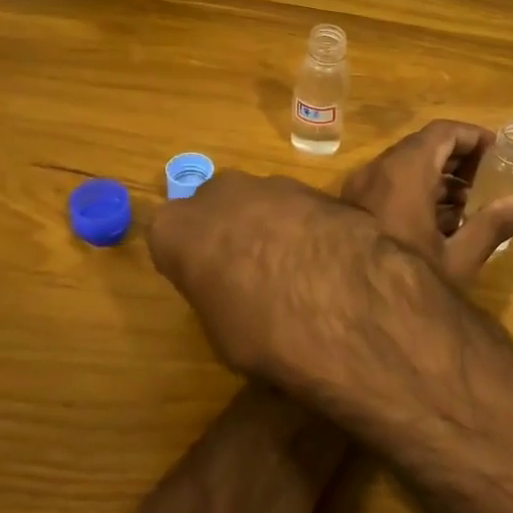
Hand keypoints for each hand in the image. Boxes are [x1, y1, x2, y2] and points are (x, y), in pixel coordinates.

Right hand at [148, 171, 385, 383]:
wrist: (340, 300)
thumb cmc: (261, 327)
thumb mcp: (221, 329)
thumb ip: (217, 293)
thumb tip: (235, 293)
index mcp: (176, 229)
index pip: (171, 240)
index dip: (193, 263)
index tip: (211, 284)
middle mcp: (218, 193)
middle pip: (216, 210)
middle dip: (231, 233)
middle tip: (252, 273)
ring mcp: (271, 184)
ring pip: (261, 203)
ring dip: (272, 227)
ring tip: (297, 270)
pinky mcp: (318, 186)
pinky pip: (301, 208)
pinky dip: (308, 227)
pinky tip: (327, 260)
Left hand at [341, 120, 512, 286]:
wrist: (349, 305)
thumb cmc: (408, 277)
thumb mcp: (459, 257)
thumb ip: (495, 225)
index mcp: (406, 172)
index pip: (443, 133)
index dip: (473, 137)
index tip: (498, 152)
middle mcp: (378, 171)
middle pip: (423, 148)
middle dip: (459, 159)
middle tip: (488, 178)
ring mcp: (361, 189)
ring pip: (405, 168)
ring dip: (438, 178)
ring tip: (469, 204)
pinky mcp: (352, 209)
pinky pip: (389, 186)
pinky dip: (416, 191)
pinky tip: (439, 223)